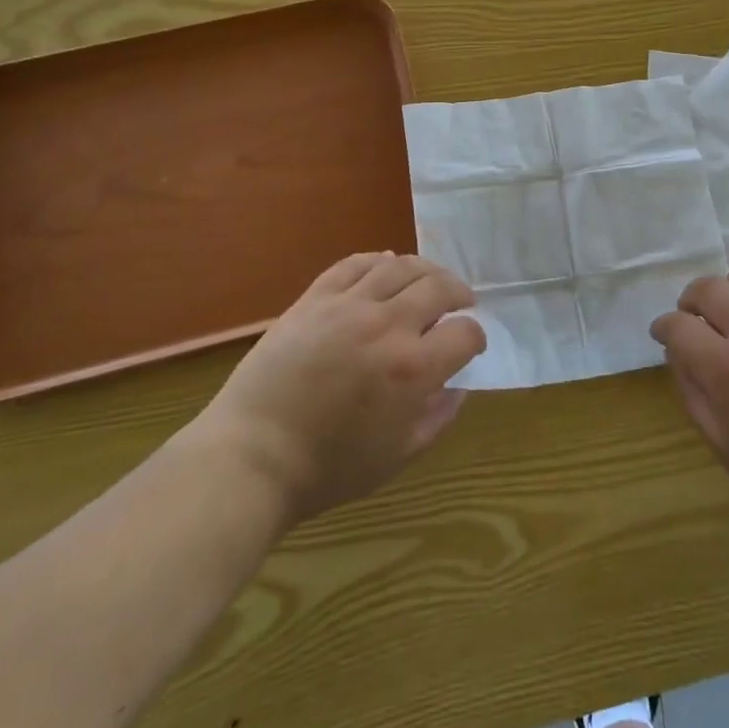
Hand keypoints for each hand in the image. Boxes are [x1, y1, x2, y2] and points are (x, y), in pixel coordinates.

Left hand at [192, 253, 484, 528]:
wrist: (253, 456)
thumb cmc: (329, 467)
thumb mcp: (398, 456)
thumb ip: (438, 417)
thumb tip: (458, 385)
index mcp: (413, 369)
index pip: (465, 333)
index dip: (475, 337)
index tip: (470, 344)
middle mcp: (387, 326)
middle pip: (439, 288)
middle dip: (459, 293)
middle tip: (462, 302)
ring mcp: (348, 306)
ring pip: (401, 266)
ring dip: (426, 270)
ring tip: (431, 280)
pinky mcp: (315, 299)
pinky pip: (355, 264)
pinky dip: (379, 260)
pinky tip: (388, 266)